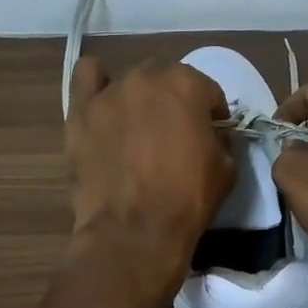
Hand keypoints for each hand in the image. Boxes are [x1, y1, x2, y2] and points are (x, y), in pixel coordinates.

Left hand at [65, 58, 234, 289]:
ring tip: (137, 131)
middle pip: (167, 80)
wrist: (134, 231)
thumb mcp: (226, 169)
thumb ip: (221, 139)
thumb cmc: (187, 199)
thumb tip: (213, 135)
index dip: (212, 115)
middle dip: (175, 102)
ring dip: (139, 99)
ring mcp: (110, 92)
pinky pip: (87, 77)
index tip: (210, 136)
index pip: (207, 91)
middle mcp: (147, 77)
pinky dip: (96, 84)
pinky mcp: (80, 112)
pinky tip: (104, 104)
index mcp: (188, 84)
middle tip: (174, 135)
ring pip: (130, 82)